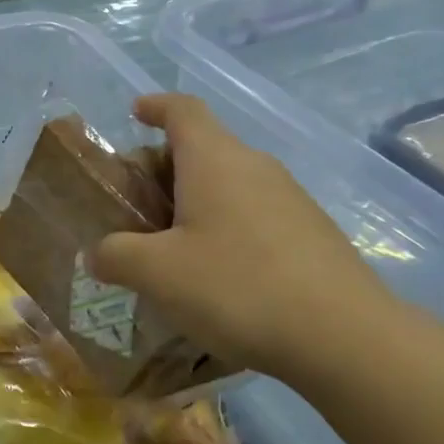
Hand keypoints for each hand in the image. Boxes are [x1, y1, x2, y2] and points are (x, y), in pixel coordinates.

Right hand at [92, 95, 398, 383]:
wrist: (343, 337)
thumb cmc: (237, 286)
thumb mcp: (156, 273)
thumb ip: (115, 255)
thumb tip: (99, 254)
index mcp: (214, 160)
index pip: (183, 110)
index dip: (156, 106)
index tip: (135, 111)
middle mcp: (255, 167)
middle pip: (202, 149)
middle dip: (162, 170)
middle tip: (134, 209)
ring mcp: (291, 199)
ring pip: (228, 185)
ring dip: (193, 204)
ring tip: (170, 249)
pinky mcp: (311, 234)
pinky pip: (254, 215)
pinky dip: (224, 228)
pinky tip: (216, 276)